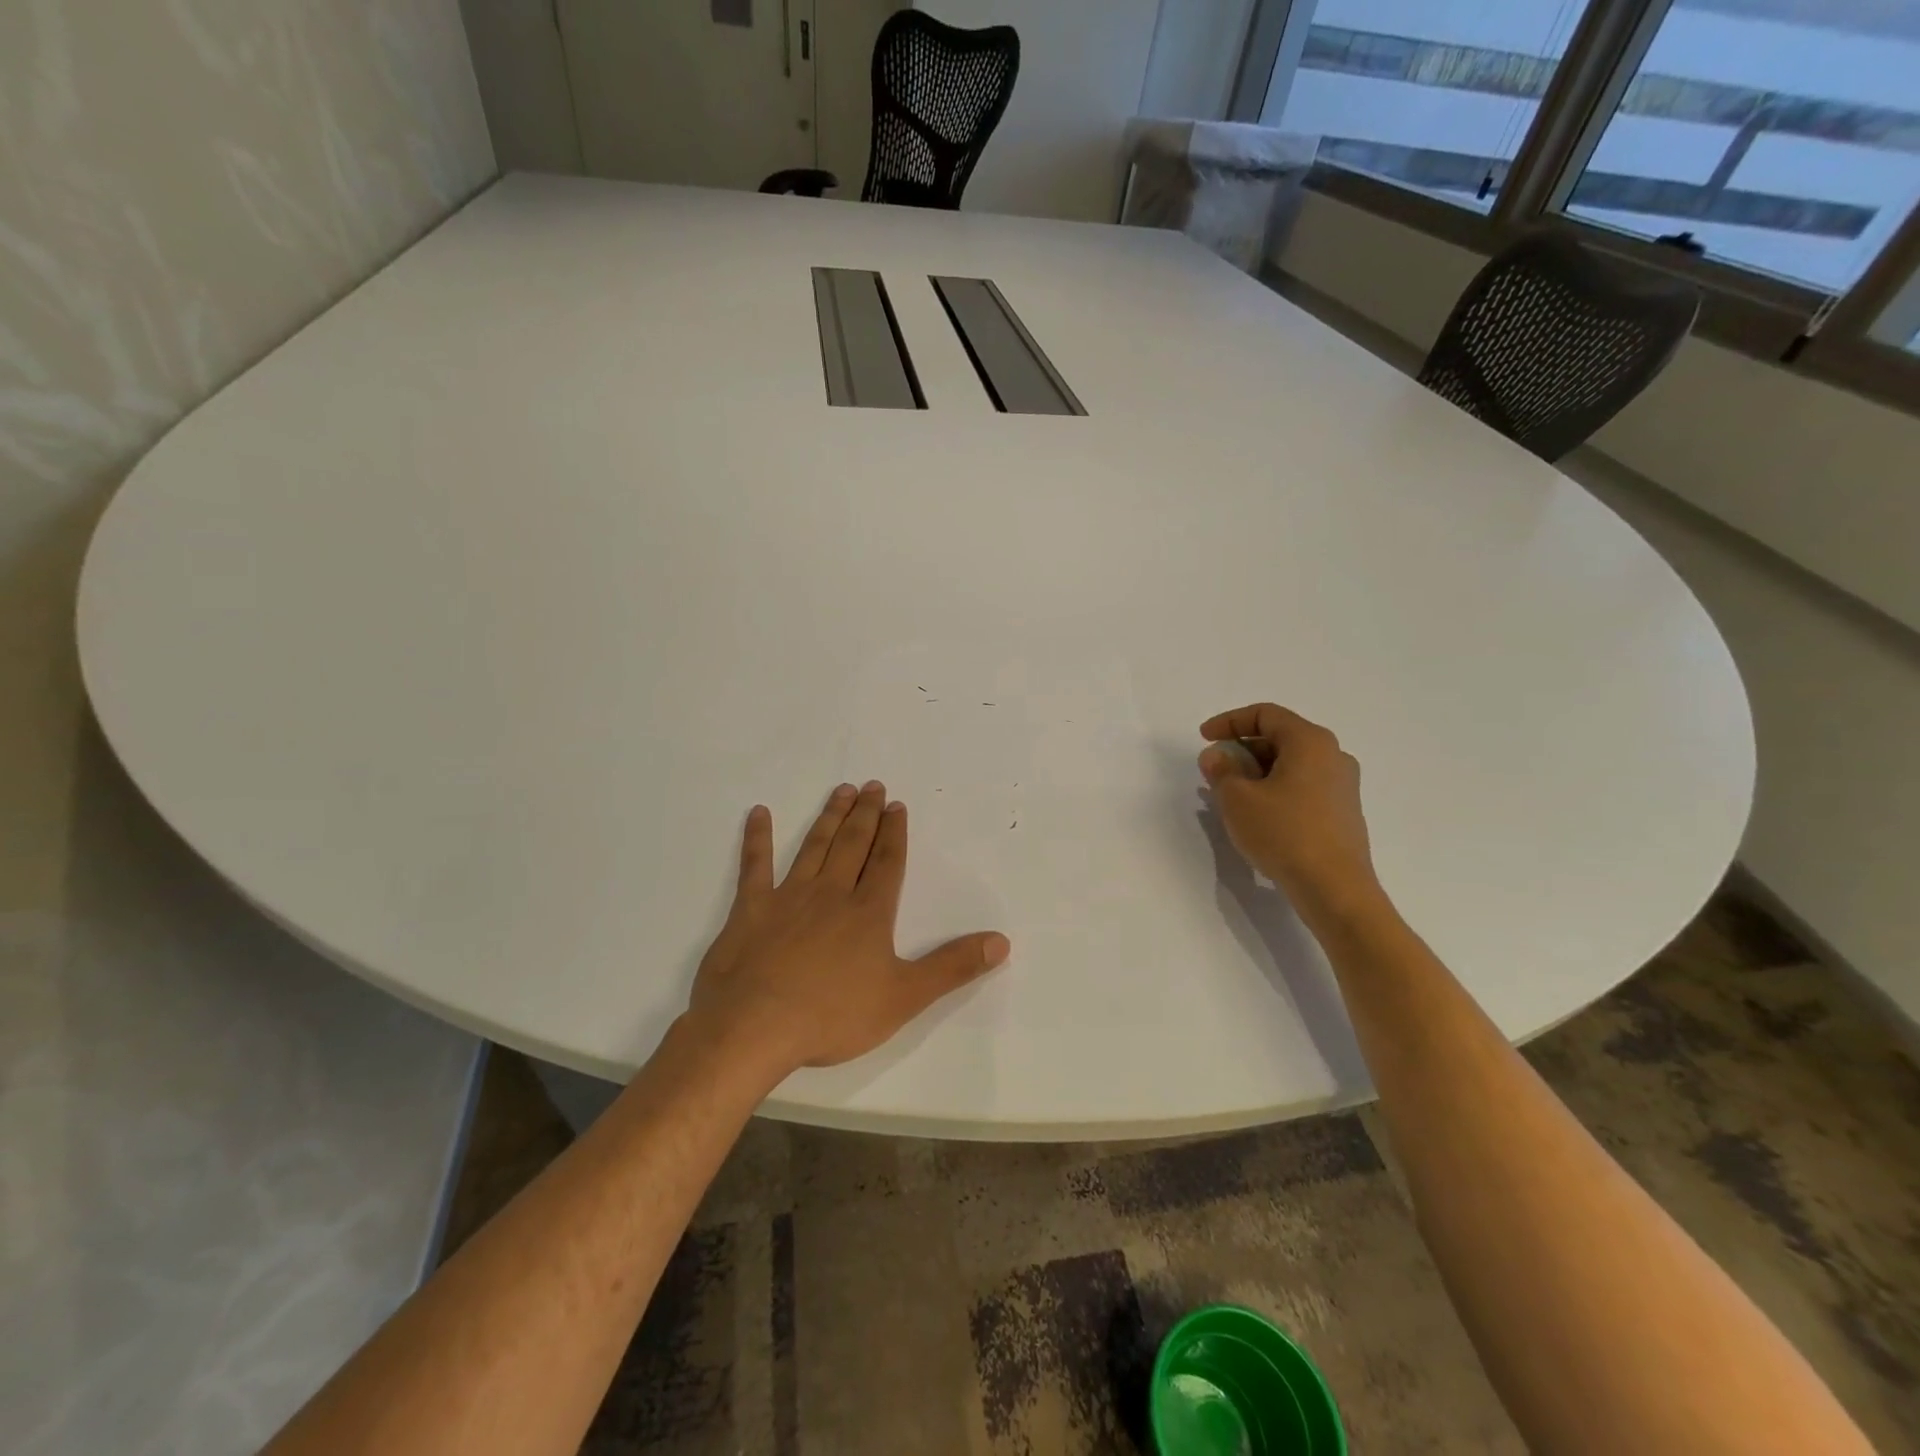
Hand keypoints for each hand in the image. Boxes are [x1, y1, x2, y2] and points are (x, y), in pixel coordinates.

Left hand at [683, 781, 1010, 1082]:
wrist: (756, 1027)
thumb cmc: (833, 1015)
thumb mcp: (904, 997)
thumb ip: (953, 967)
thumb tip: (1001, 941)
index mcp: (868, 912)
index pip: (887, 862)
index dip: (895, 833)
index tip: (897, 806)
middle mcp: (831, 893)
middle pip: (853, 844)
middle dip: (866, 815)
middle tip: (872, 786)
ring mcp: (788, 897)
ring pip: (814, 846)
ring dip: (829, 817)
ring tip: (841, 791)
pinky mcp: (750, 909)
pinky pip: (755, 865)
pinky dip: (757, 838)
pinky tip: (758, 813)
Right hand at [1199, 702, 1382, 922]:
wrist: (1335, 888)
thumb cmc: (1284, 833)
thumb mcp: (1237, 799)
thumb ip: (1221, 770)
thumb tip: (1216, 755)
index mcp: (1310, 741)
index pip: (1265, 714)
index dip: (1229, 721)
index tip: (1203, 738)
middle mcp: (1333, 755)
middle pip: (1280, 737)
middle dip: (1242, 748)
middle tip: (1215, 768)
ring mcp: (1342, 785)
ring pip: (1291, 764)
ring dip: (1257, 771)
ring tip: (1230, 793)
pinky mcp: (1343, 812)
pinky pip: (1302, 786)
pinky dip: (1275, 788)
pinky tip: (1257, 813)